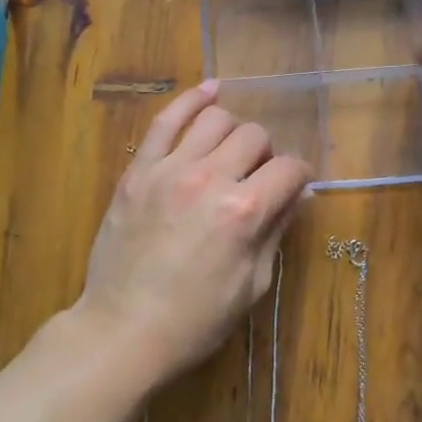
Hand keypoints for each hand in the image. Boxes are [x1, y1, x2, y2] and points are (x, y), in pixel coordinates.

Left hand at [76, 81, 311, 387]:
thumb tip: (296, 195)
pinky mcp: (138, 171)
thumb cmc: (196, 320)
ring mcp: (169, 169)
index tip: (294, 187)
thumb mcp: (253, 284)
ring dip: (233, 130)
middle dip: (266, 154)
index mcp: (244, 212)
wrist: (123, 330)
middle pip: (254, 136)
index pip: (288, 169)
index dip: (298, 177)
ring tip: (230, 150)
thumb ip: (276, 230)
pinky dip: (190, 100)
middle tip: (256, 177)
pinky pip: (165, 120)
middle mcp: (210, 178)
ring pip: (215, 119)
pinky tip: (208, 91)